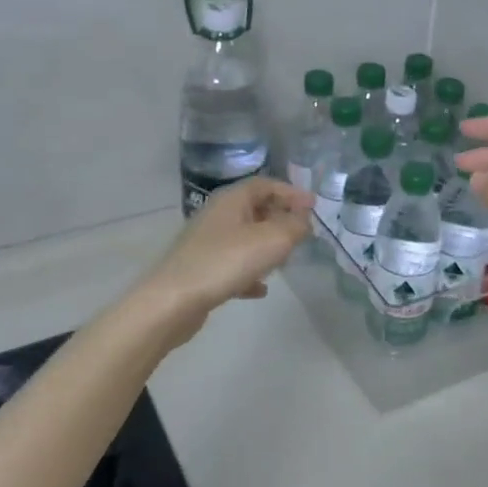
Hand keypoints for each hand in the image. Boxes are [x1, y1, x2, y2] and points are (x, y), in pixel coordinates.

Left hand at [137, 177, 313, 335]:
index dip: (291, 192)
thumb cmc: (226, 262)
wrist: (173, 302)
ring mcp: (207, 243)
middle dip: (281, 219)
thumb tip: (304, 221)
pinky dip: (250, 272)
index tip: (313, 207)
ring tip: (285, 260)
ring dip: (267, 246)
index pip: (266, 184)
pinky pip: (233, 265)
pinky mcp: (202, 270)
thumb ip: (295, 226)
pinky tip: (261, 289)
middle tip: (301, 233)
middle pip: (255, 209)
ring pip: (245, 238)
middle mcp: (218, 216)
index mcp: (232, 200)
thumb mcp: (272, 239)